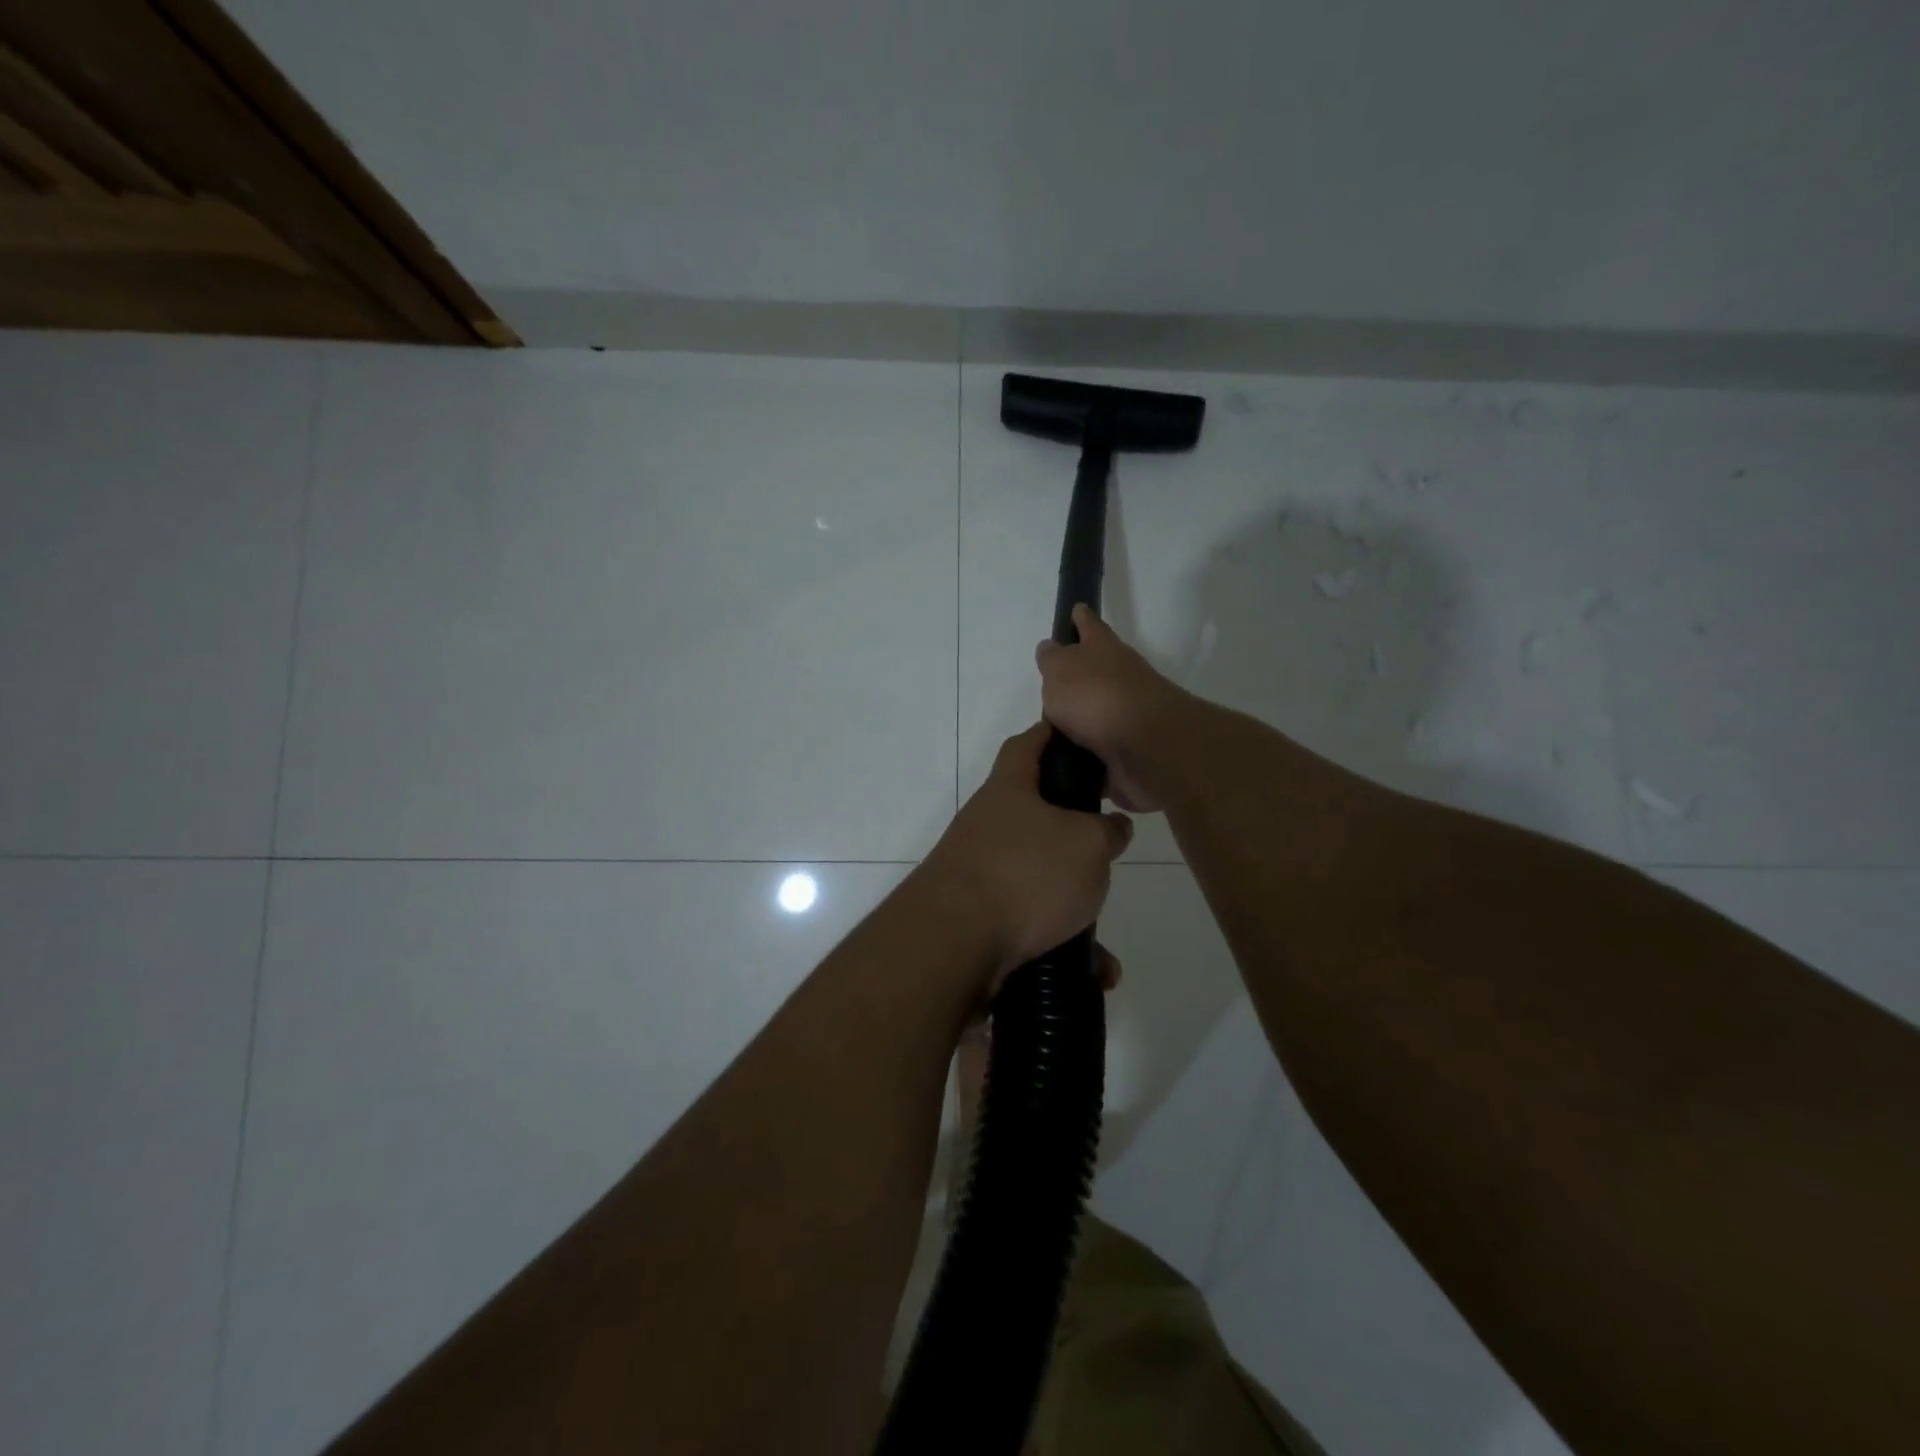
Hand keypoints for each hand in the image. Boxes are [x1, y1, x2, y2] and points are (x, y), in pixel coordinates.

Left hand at [922, 723, 1132, 979]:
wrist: (954, 944)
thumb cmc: (1026, 873)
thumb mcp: (1086, 843)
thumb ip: (1107, 831)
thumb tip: (1113, 827)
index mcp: (1009, 791)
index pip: (1028, 744)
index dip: (1053, 733)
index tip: (1079, 736)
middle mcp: (988, 826)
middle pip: (1035, 816)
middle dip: (1073, 835)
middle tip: (1106, 849)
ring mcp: (980, 873)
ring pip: (1038, 880)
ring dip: (1073, 906)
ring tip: (1104, 935)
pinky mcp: (979, 919)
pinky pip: (1031, 926)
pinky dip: (1062, 946)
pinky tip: (1095, 973)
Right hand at [1036, 605, 1192, 811]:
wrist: (1145, 746)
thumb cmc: (1095, 696)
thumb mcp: (1060, 670)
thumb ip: (1052, 659)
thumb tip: (1051, 648)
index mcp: (1103, 649)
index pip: (1089, 625)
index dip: (1081, 618)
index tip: (1076, 609)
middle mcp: (1120, 676)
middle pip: (1097, 671)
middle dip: (1078, 677)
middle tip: (1052, 688)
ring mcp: (1128, 714)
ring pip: (1098, 712)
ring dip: (1081, 722)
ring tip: (1050, 734)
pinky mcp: (1130, 750)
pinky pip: (1101, 751)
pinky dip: (1087, 757)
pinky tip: (1066, 765)